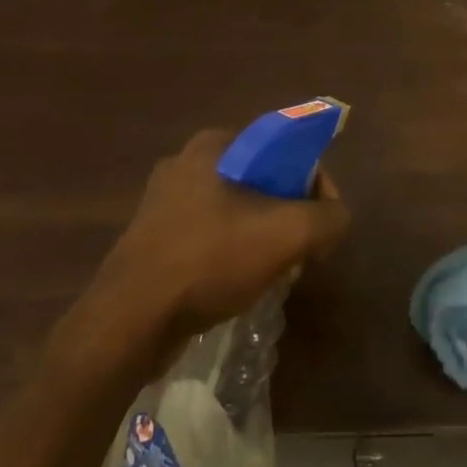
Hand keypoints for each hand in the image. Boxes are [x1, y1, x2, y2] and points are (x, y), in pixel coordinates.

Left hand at [85, 129, 349, 348]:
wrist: (130, 321)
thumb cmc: (210, 260)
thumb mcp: (288, 234)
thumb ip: (329, 217)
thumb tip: (336, 218)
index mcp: (214, 145)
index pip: (285, 149)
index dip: (315, 184)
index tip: (324, 223)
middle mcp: (185, 163)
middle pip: (262, 181)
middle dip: (289, 214)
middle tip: (302, 250)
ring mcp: (163, 202)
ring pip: (237, 210)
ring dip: (262, 236)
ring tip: (275, 271)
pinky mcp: (152, 239)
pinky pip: (210, 235)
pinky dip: (232, 253)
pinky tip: (239, 284)